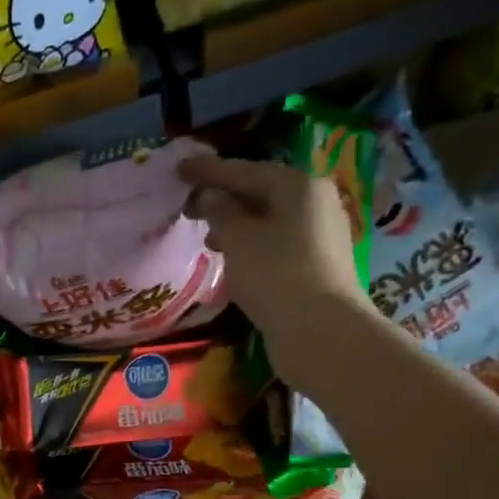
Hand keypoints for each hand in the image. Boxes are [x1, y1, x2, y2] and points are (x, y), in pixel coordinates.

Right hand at [182, 154, 380, 385]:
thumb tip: (210, 195)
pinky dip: (251, 244)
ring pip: (268, 219)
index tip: (179, 168)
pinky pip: (276, 242)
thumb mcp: (238, 238)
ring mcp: (320, 234)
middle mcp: (314, 202)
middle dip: (223, 198)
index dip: (208, 171)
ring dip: (236, 224)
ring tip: (207, 237)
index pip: (244, 170)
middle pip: (260, 192)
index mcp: (297, 185)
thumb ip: (220, 211)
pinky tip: (233, 257)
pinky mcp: (317, 264)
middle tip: (188, 207)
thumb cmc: (274, 274)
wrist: (319, 329)